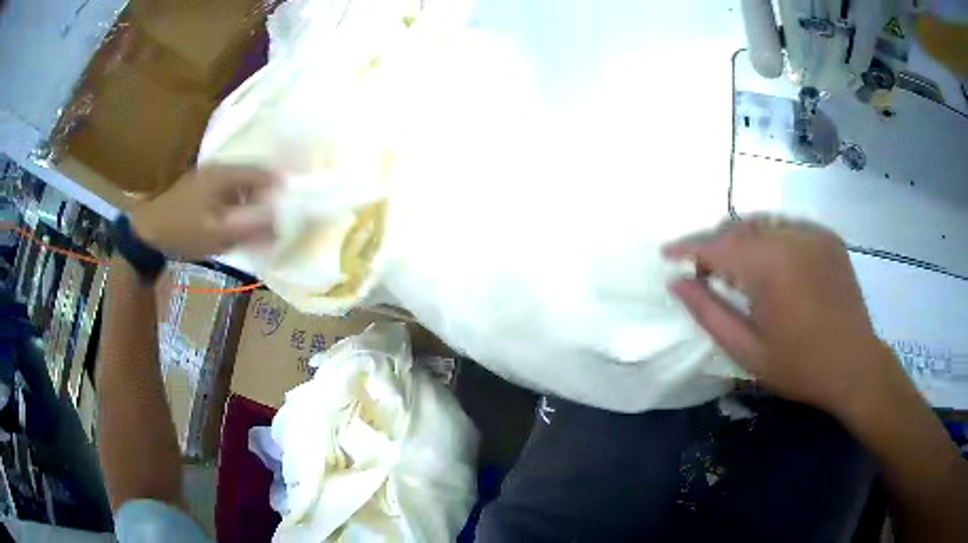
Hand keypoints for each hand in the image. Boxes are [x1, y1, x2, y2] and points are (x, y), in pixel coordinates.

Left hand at [131, 165, 278, 260]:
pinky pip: (228, 191)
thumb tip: (283, 223)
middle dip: (268, 194)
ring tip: (259, 220)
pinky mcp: (200, 187)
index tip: (294, 203)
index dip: (281, 186)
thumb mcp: (218, 233)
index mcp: (225, 173)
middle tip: (278, 215)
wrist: (147, 232)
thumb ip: (251, 227)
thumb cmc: (183, 230)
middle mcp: (219, 168)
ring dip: (252, 199)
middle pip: (253, 176)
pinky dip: (238, 202)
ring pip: (240, 183)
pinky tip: (236, 219)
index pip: (263, 172)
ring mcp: (207, 176)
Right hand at [663, 217, 893, 418]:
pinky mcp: (828, 237)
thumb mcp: (747, 351)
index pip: (717, 245)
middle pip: (739, 228)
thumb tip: (677, 282)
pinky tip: (771, 263)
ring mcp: (813, 233)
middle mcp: (791, 238)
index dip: (688, 247)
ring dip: (742, 239)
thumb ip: (709, 313)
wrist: (854, 366)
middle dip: (715, 244)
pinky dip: (770, 238)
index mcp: (770, 268)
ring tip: (736, 267)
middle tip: (704, 271)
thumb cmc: (800, 367)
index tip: (667, 253)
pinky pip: (788, 226)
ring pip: (763, 223)